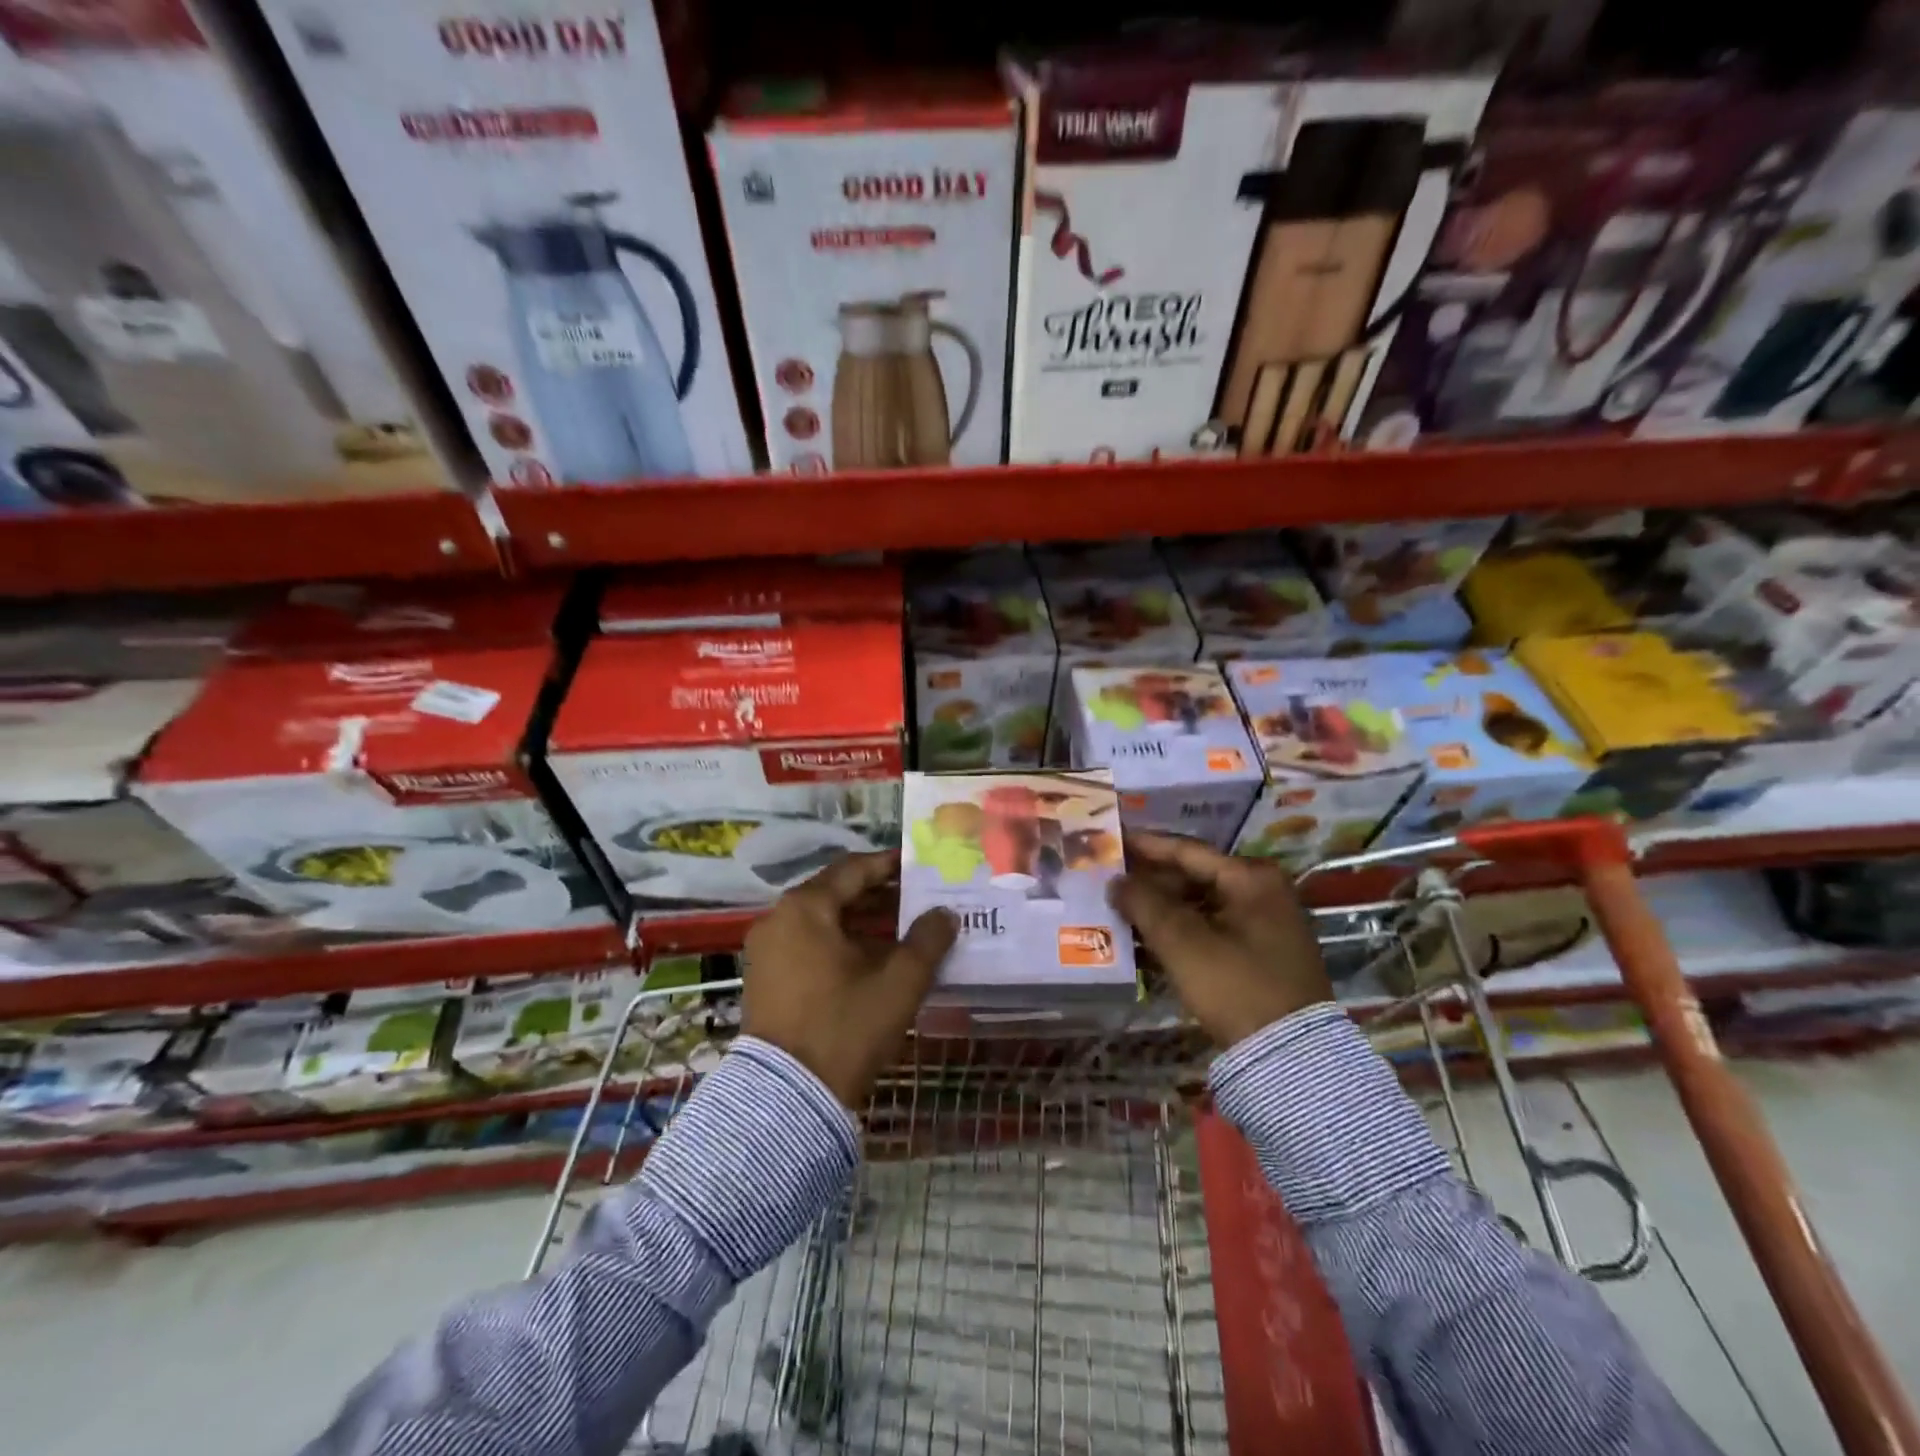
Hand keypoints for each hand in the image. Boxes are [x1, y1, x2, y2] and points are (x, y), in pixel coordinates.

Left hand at [741, 850, 956, 1107]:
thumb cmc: (846, 1027)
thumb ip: (927, 940)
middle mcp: (779, 919)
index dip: (890, 866)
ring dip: (863, 923)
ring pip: (823, 922)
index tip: (920, 867)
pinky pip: (809, 945)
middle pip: (836, 894)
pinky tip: (875, 960)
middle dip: (880, 896)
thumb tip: (945, 914)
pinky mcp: (767, 979)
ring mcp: (768, 951)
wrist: (788, 1098)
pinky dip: (841, 944)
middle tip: (919, 900)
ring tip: (905, 930)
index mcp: (806, 908)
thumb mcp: (898, 982)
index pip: (853, 869)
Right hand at [1109, 831, 1331, 1047]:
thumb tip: (1115, 881)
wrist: (1290, 1057)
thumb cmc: (1235, 986)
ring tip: (1119, 908)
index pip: (1187, 851)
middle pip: (1193, 876)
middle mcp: (1263, 892)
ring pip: (1199, 905)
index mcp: (1251, 878)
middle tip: (1109, 878)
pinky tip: (1145, 938)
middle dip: (1150, 881)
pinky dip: (1180, 931)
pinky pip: (1210, 929)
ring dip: (1161, 908)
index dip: (1144, 845)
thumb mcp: (1182, 942)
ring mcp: (1264, 924)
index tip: (1112, 838)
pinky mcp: (1259, 954)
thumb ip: (1144, 903)